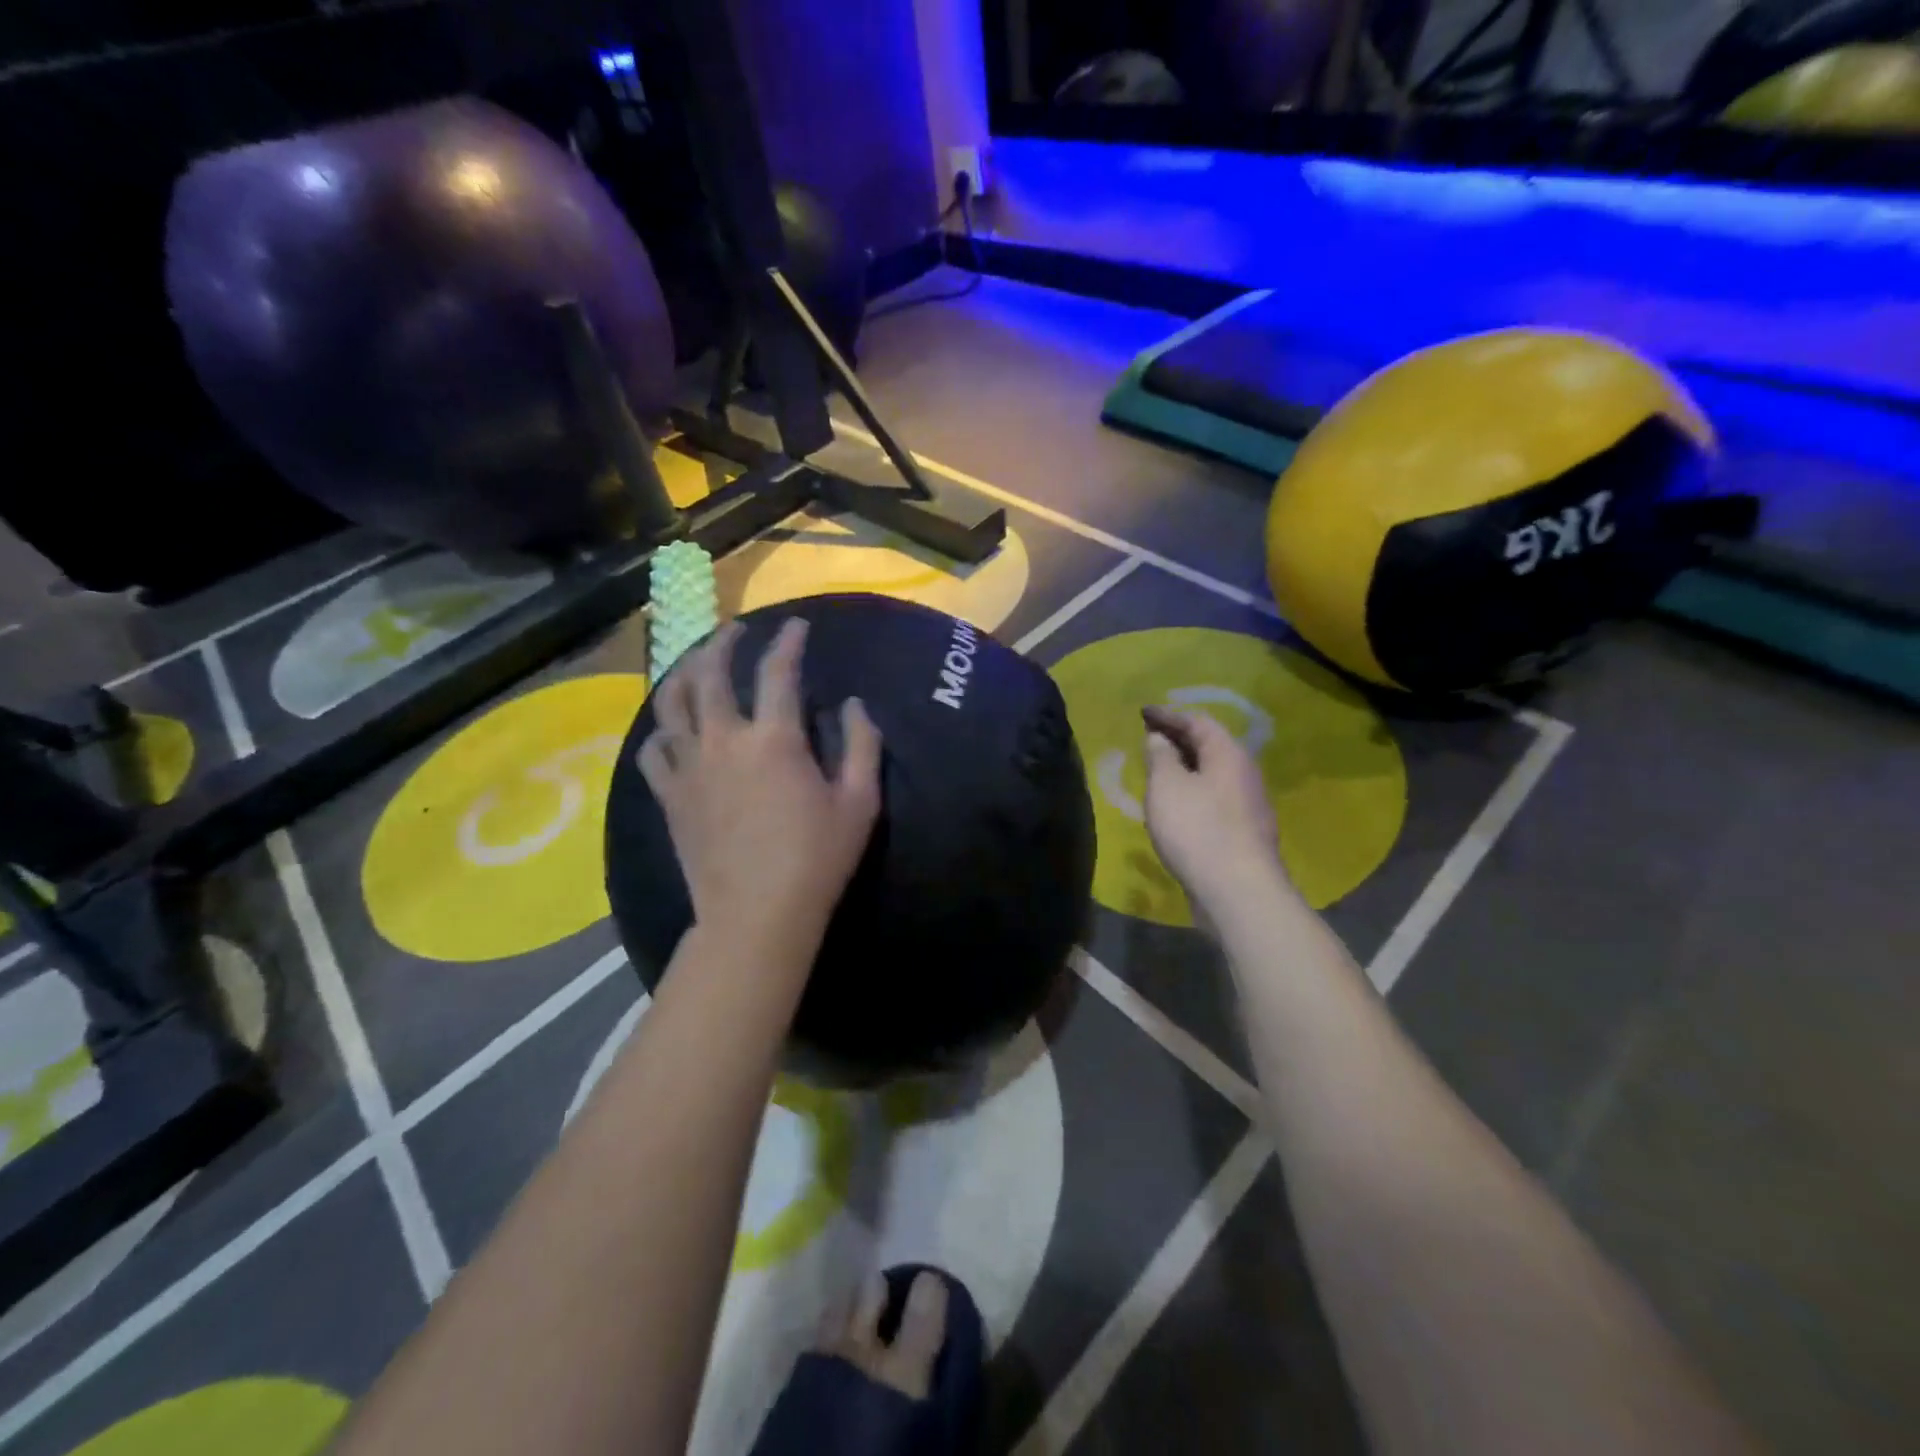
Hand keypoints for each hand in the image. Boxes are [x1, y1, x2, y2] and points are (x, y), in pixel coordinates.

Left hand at [638, 619, 881, 948]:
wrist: (756, 915)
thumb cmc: (816, 859)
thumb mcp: (860, 803)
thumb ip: (862, 745)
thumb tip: (852, 704)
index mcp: (774, 739)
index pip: (778, 672)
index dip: (788, 642)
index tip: (795, 625)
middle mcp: (723, 741)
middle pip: (710, 674)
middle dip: (723, 642)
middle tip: (735, 630)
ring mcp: (689, 768)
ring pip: (672, 703)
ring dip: (683, 673)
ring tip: (695, 662)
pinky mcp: (669, 796)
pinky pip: (653, 751)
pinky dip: (660, 732)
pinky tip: (670, 730)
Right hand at [1141, 705, 1292, 920]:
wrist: (1238, 891)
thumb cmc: (1197, 829)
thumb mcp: (1166, 786)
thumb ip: (1160, 756)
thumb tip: (1160, 738)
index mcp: (1228, 754)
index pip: (1198, 722)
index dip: (1168, 715)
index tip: (1142, 713)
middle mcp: (1244, 774)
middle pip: (1210, 746)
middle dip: (1178, 739)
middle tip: (1149, 738)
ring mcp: (1248, 806)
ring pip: (1213, 775)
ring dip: (1186, 768)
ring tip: (1158, 770)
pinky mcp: (1244, 834)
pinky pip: (1214, 799)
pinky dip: (1193, 792)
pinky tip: (1176, 806)